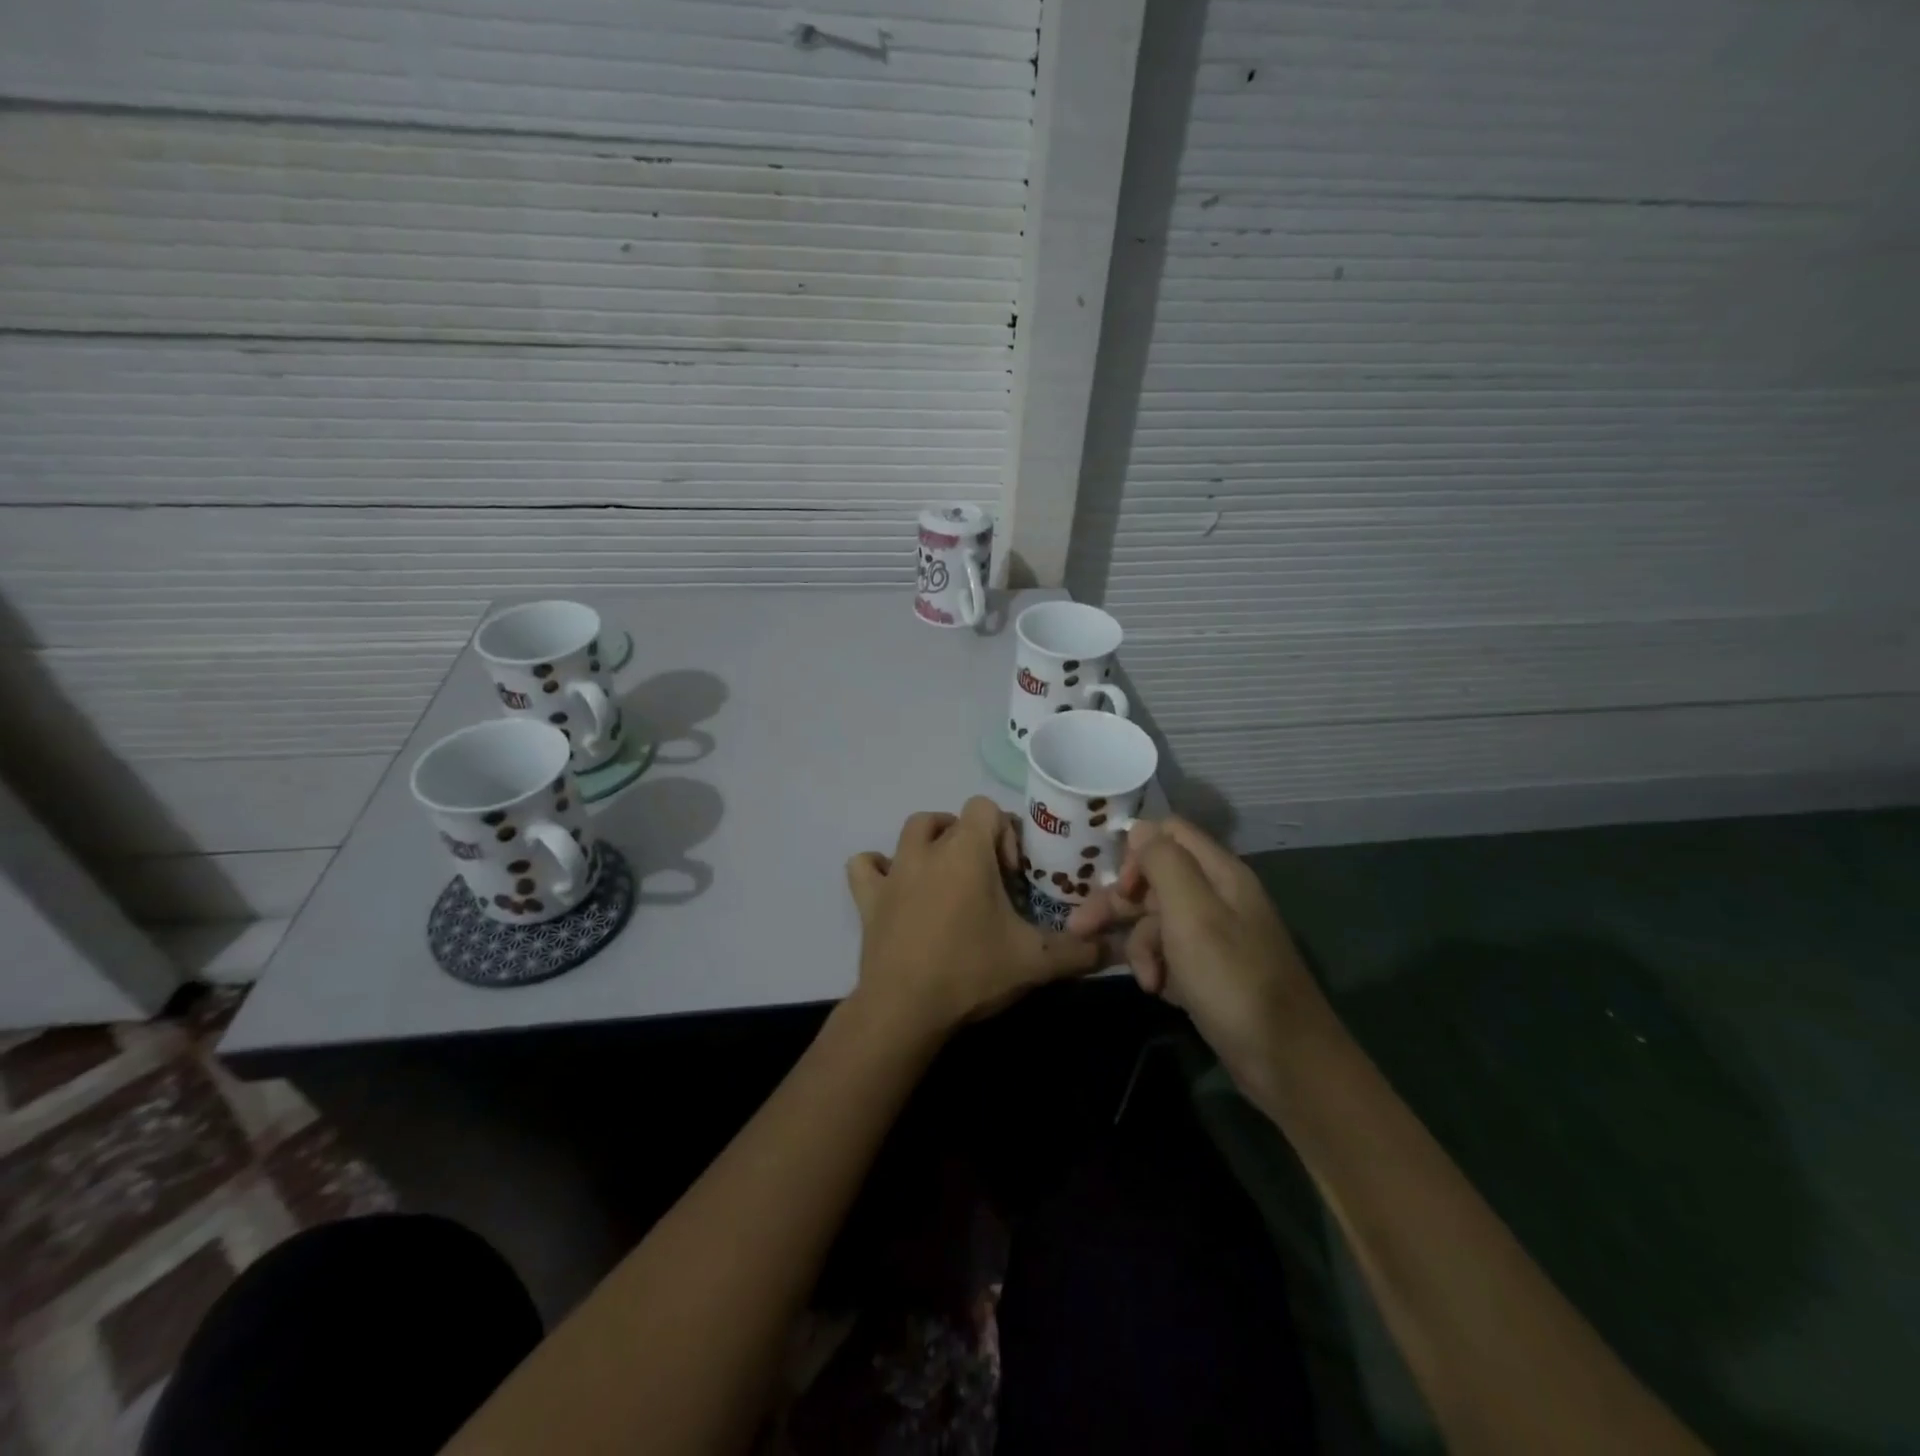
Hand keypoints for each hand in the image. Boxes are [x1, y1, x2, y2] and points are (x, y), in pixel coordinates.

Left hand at [846, 798, 1100, 1041]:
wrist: (904, 1009)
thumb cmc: (971, 972)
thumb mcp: (1034, 962)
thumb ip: (1079, 951)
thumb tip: (1115, 949)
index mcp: (966, 852)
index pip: (985, 807)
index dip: (1004, 833)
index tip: (1013, 875)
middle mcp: (927, 850)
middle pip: (950, 819)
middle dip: (971, 840)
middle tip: (987, 879)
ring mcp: (893, 872)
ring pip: (911, 831)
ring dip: (931, 843)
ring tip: (947, 877)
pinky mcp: (868, 899)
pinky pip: (866, 866)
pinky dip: (879, 868)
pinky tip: (895, 887)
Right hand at [1068, 818, 1335, 1093]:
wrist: (1287, 1063)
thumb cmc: (1234, 981)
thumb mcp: (1192, 915)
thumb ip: (1164, 863)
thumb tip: (1139, 828)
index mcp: (1219, 874)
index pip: (1168, 834)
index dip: (1137, 853)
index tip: (1119, 888)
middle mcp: (1217, 897)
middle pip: (1156, 880)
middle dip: (1119, 904)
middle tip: (1080, 929)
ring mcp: (1215, 936)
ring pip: (1157, 921)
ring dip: (1140, 946)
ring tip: (1145, 981)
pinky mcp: (1211, 971)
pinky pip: (1170, 954)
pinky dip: (1158, 969)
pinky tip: (1158, 991)